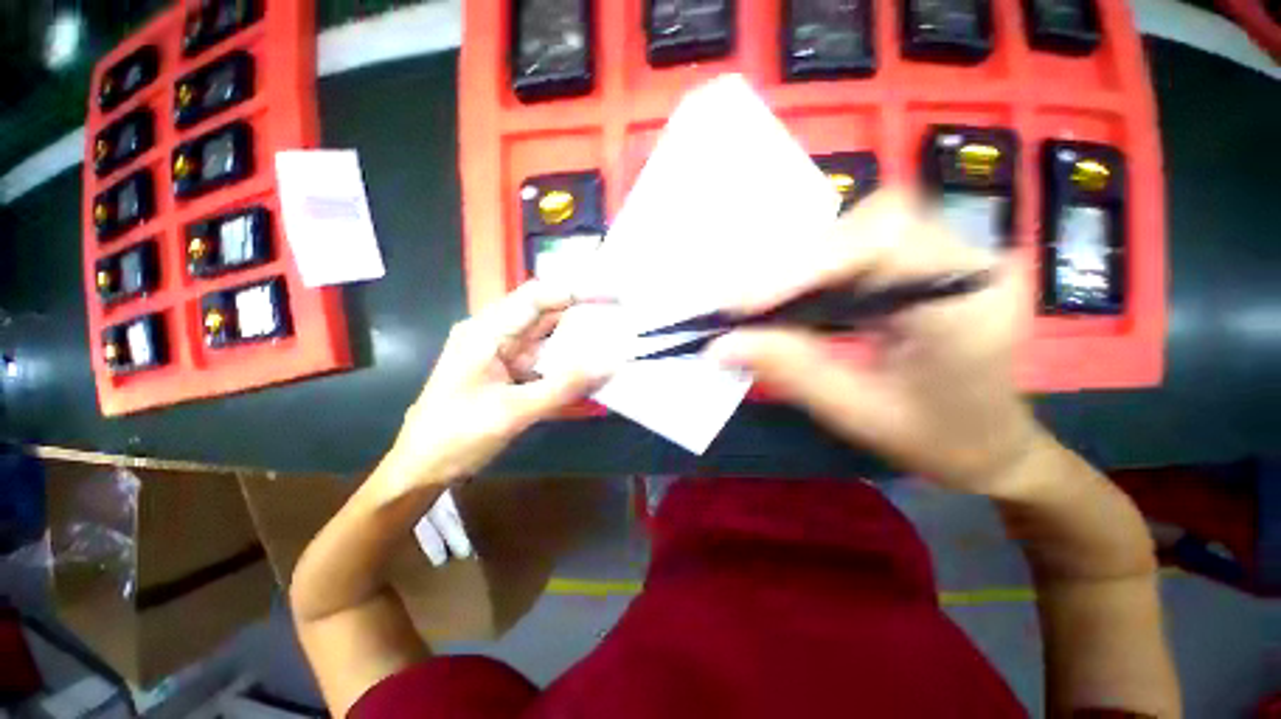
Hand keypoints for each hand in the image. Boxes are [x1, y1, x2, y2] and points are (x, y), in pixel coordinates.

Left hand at [385, 281, 606, 489]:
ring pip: (546, 335)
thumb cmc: (457, 436)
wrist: (421, 467)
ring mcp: (500, 352)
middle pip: (543, 312)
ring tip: (612, 338)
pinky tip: (587, 367)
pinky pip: (543, 357)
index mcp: (486, 332)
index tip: (612, 297)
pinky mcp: (507, 370)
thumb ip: (563, 387)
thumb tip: (610, 365)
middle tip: (619, 317)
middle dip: (581, 312)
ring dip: (576, 337)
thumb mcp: (513, 412)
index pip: (537, 297)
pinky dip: (565, 361)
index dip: (576, 291)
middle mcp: (494, 334)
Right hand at [709, 190, 1047, 496]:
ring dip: (805, 261)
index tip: (743, 306)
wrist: (992, 443)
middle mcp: (969, 262)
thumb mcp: (857, 413)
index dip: (804, 267)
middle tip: (746, 304)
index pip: (883, 246)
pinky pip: (865, 243)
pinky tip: (794, 295)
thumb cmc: (936, 440)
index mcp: (969, 305)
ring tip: (763, 301)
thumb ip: (790, 370)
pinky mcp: (929, 260)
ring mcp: (952, 255)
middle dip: (799, 261)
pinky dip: (819, 266)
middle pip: (873, 223)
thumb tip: (722, 345)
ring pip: (865, 226)